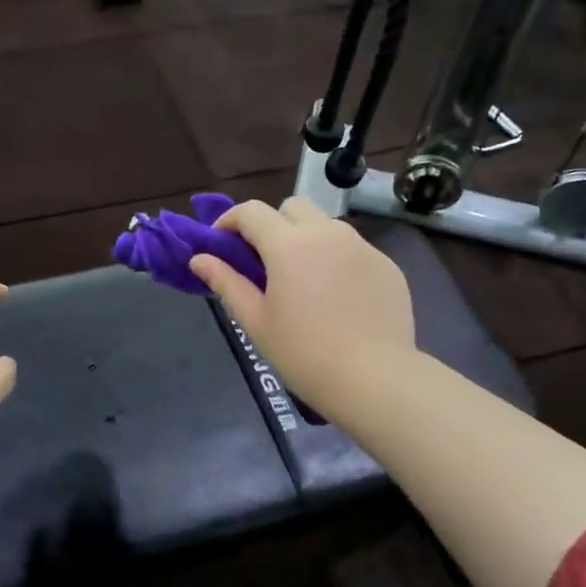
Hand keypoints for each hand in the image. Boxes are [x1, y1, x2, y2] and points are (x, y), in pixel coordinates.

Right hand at [189, 198, 415, 417]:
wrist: (375, 379)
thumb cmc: (304, 353)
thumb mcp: (256, 321)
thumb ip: (226, 282)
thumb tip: (199, 259)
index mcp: (288, 244)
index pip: (250, 212)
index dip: (229, 221)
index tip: (221, 244)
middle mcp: (326, 233)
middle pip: (292, 206)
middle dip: (272, 223)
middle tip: (265, 261)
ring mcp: (362, 247)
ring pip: (326, 225)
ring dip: (306, 239)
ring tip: (304, 280)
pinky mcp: (386, 265)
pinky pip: (353, 249)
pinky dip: (337, 260)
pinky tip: (338, 298)